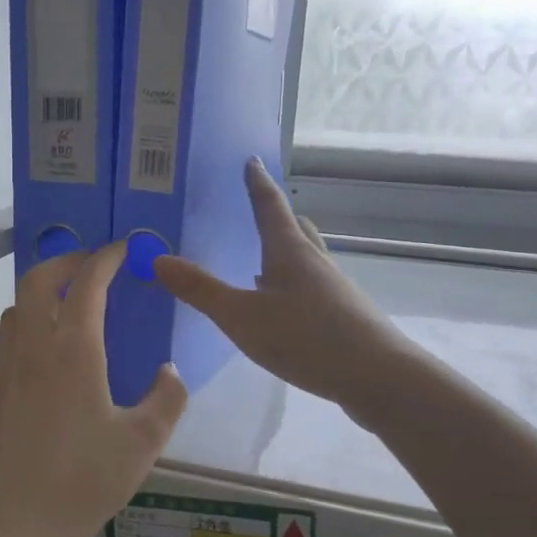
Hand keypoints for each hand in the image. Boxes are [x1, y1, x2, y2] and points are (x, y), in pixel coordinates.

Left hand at [0, 243, 187, 536]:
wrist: (11, 525)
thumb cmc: (82, 482)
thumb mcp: (142, 444)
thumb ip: (166, 400)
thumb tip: (168, 371)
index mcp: (72, 351)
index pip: (87, 284)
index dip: (105, 258)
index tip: (122, 248)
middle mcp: (31, 349)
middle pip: (36, 281)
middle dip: (64, 261)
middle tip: (89, 266)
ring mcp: (2, 371)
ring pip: (14, 312)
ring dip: (39, 296)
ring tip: (65, 309)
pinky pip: (4, 347)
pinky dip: (25, 334)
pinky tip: (41, 364)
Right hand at [154, 159, 411, 415]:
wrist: (378, 376)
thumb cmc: (306, 338)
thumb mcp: (242, 316)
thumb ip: (201, 290)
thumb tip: (158, 259)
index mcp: (289, 251)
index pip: (269, 206)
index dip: (257, 183)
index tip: (251, 160)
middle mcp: (314, 261)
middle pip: (295, 228)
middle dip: (275, 215)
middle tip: (256, 208)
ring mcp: (333, 288)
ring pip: (306, 257)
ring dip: (285, 250)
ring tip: (262, 258)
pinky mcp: (343, 314)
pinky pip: (312, 285)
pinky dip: (292, 282)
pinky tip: (282, 306)